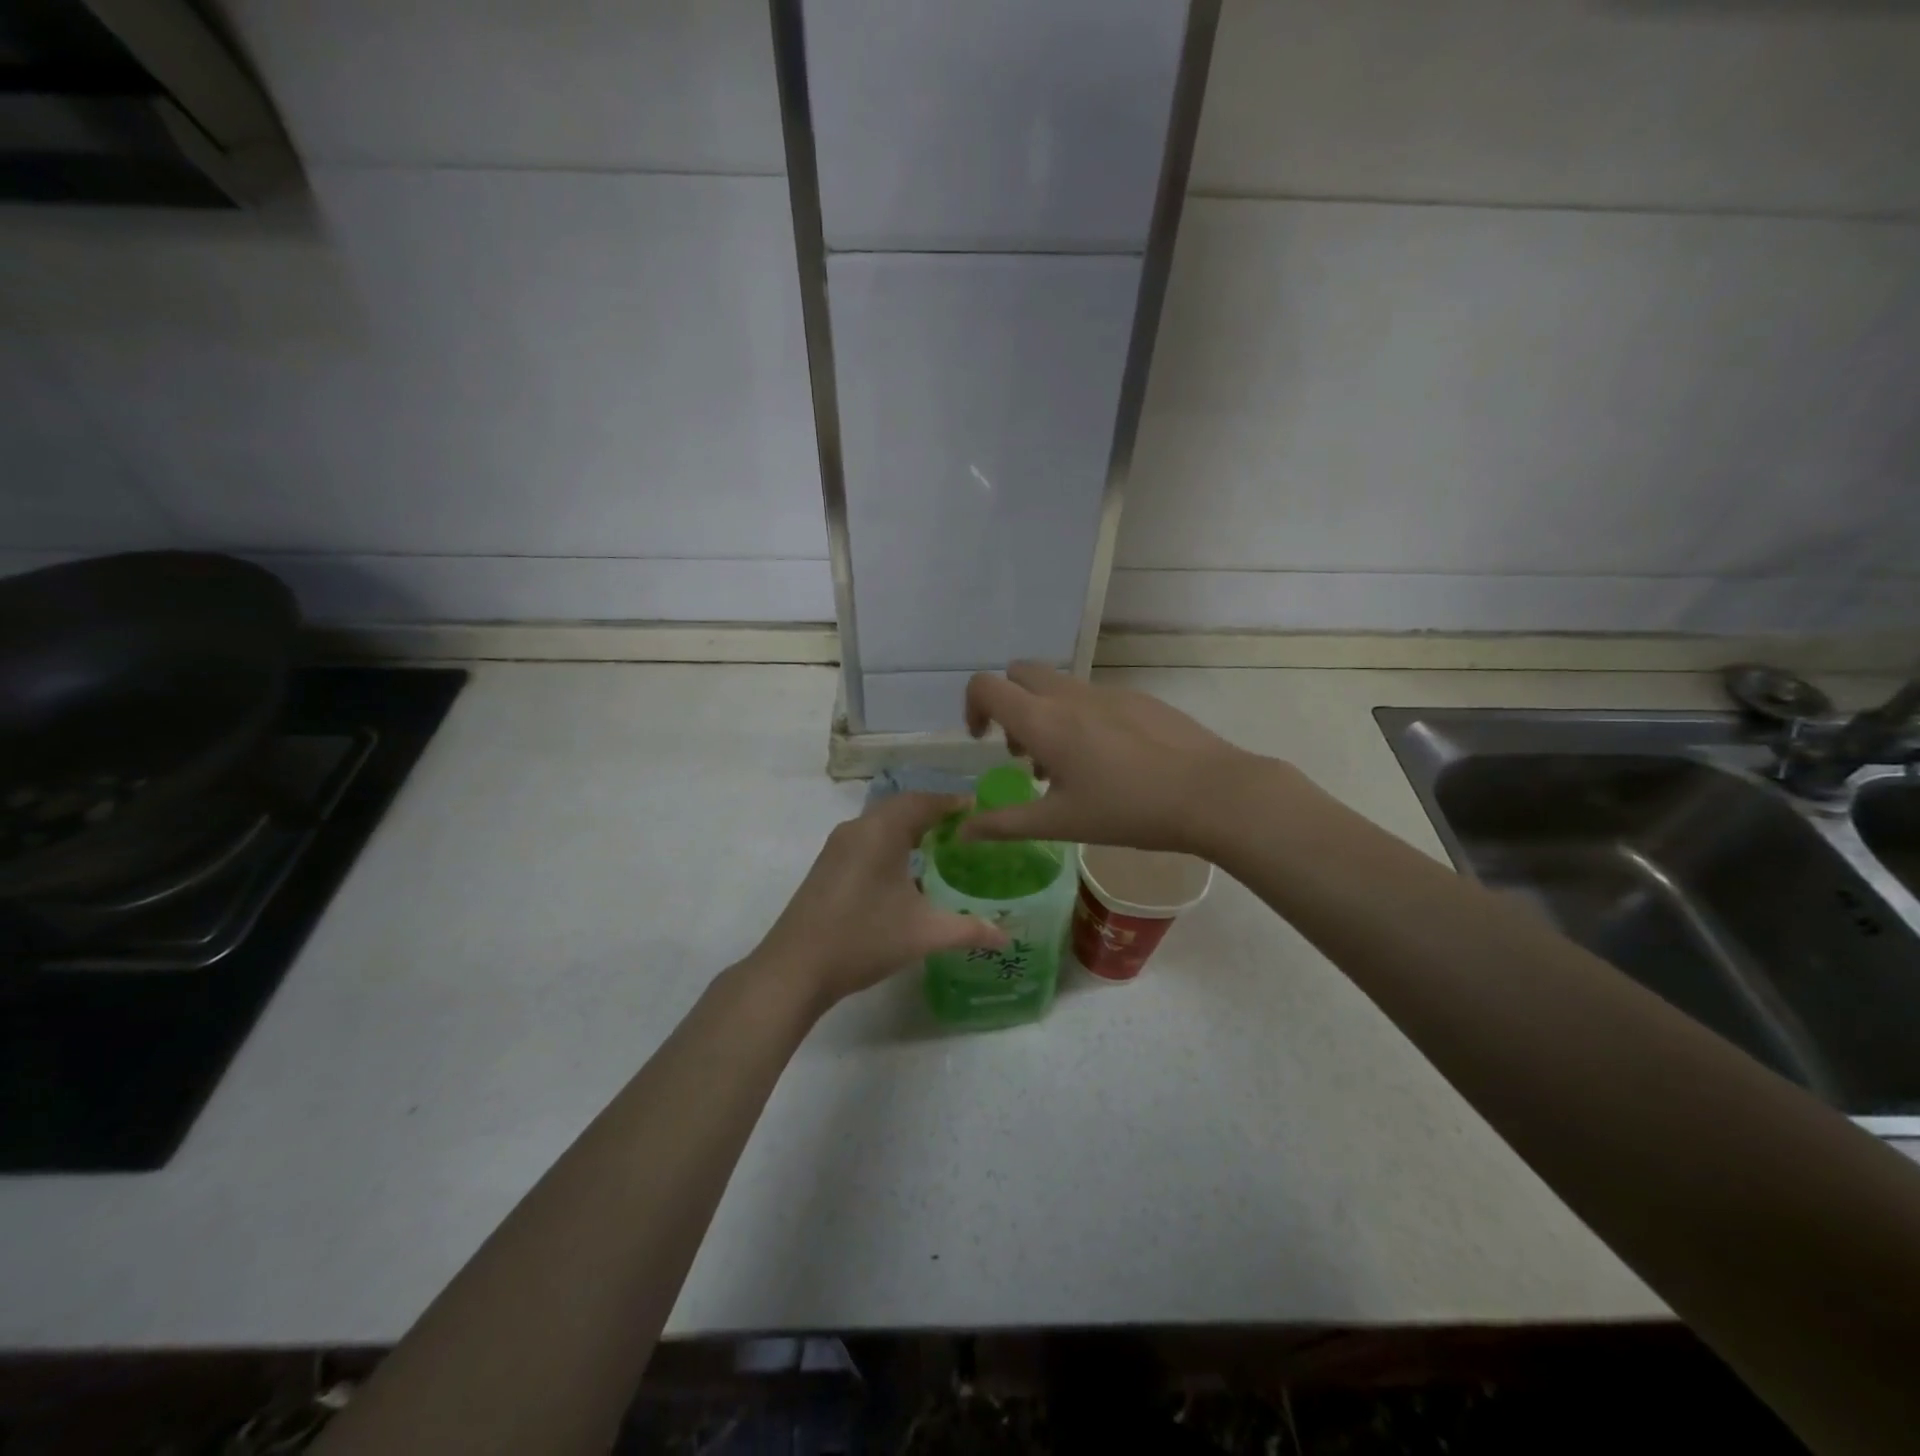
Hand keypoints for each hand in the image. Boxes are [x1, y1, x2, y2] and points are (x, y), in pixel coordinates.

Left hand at [749, 792, 1008, 1008]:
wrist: (795, 968)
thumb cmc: (863, 939)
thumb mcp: (923, 934)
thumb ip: (968, 930)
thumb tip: (1006, 935)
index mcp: (881, 832)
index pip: (923, 801)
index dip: (953, 802)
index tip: (979, 810)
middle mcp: (858, 828)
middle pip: (901, 806)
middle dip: (933, 812)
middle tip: (964, 828)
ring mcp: (837, 846)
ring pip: (881, 823)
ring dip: (909, 827)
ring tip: (940, 845)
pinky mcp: (827, 865)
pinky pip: (867, 838)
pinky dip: (891, 842)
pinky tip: (905, 870)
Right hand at [961, 662, 1257, 854]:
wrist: (1210, 792)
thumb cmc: (1126, 810)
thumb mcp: (1059, 822)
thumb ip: (1004, 824)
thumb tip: (962, 832)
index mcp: (1043, 720)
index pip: (986, 686)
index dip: (972, 707)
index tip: (983, 741)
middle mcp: (1069, 695)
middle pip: (1020, 673)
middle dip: (1009, 703)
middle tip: (1022, 750)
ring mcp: (1107, 692)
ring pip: (1058, 685)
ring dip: (1045, 712)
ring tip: (1065, 765)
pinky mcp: (1137, 698)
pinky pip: (1093, 696)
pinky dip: (1081, 717)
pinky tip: (1110, 762)